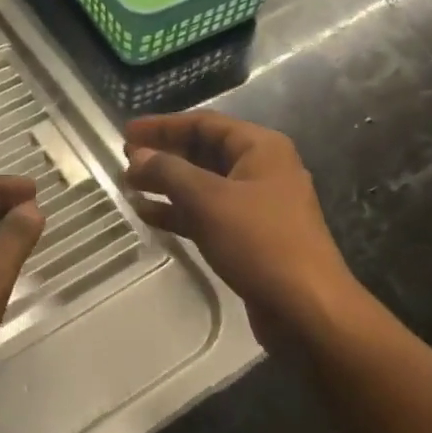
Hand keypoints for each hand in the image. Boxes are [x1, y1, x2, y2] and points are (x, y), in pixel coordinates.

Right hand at [123, 113, 363, 350]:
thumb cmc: (260, 242)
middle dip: (164, 155)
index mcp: (261, 148)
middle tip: (125, 161)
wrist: (307, 309)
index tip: (127, 132)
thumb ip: (169, 172)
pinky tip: (148, 216)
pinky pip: (209, 214)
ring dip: (168, 184)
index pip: (205, 123)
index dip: (163, 125)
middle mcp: (261, 170)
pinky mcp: (250, 237)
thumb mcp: (209, 200)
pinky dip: (180, 212)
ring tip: (129, 187)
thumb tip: (137, 155)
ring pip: (204, 185)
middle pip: (204, 152)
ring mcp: (257, 205)